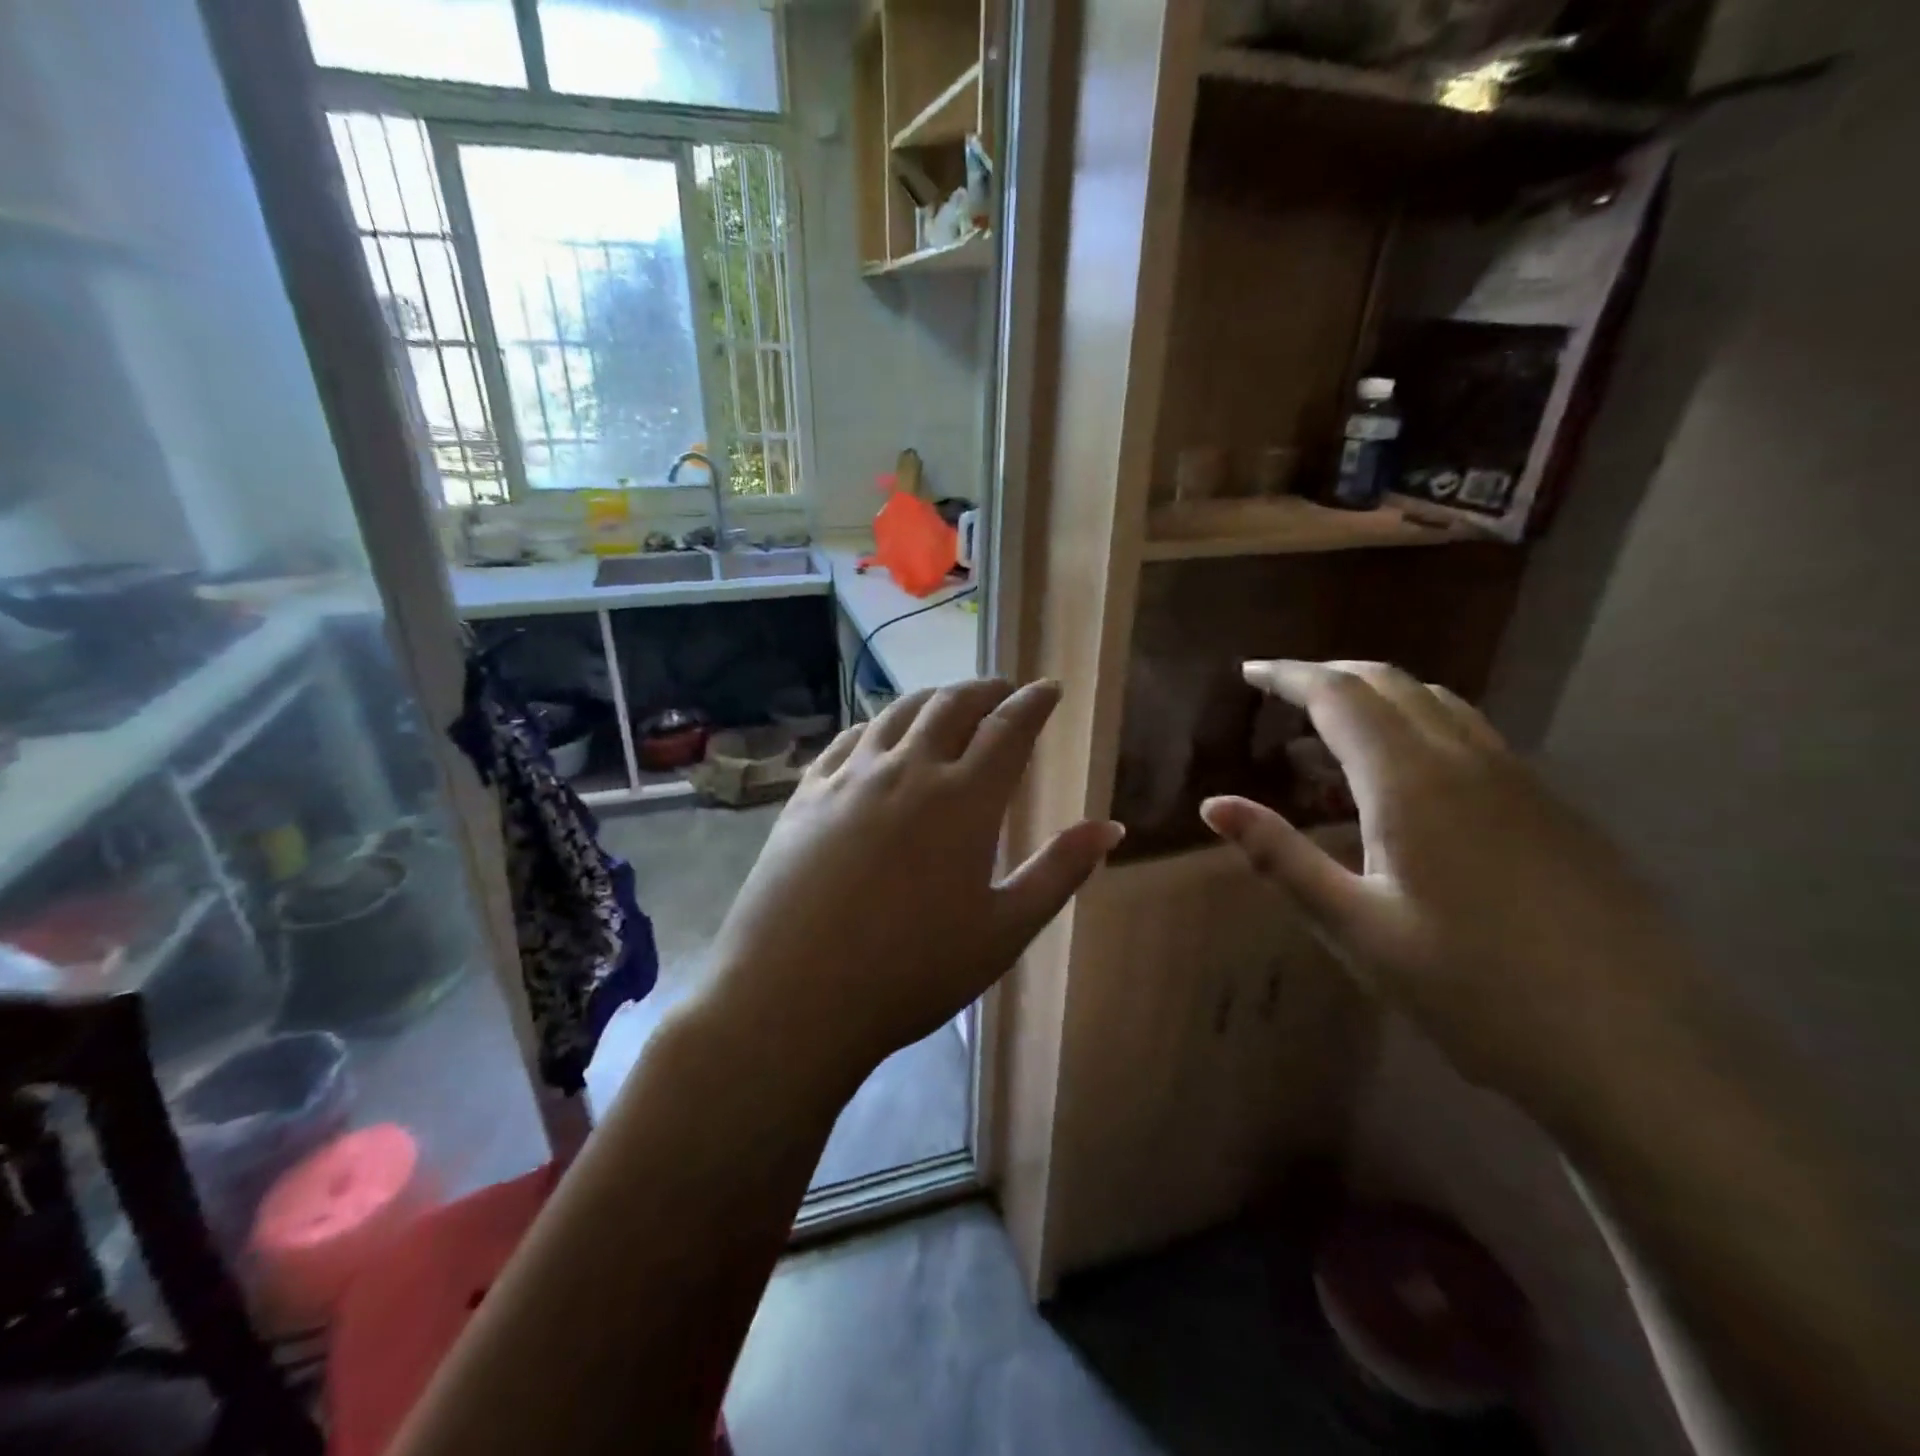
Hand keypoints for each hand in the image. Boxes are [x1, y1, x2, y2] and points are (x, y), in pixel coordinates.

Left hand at [701, 679, 1123, 1084]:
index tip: (1049, 688)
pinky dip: (878, 723)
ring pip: (899, 713)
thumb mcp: (1003, 931)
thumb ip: (1060, 873)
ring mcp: (851, 777)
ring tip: (950, 702)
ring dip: (933, 697)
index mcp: (963, 800)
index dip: (1034, 702)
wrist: (792, 997)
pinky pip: (849, 737)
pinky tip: (881, 734)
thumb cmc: (911, 972)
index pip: (1009, 728)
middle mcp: (908, 770)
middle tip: (1004, 690)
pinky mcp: (807, 793)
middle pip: (953, 705)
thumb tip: (1110, 827)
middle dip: (986, 690)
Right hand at [1201, 659, 1699, 1120]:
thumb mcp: (1357, 928)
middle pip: (1390, 683)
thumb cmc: (1474, 992)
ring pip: (1436, 704)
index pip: (1338, 695)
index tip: (1247, 672)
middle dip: (1328, 676)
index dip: (1288, 676)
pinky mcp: (1551, 809)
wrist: (1640, 1053)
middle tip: (1278, 696)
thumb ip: (1280, 857)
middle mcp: (1467, 761)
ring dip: (1376, 699)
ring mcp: (1520, 781)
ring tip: (1329, 736)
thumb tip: (1214, 805)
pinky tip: (1403, 782)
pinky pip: (1469, 737)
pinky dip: (1417, 729)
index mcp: (1412, 783)